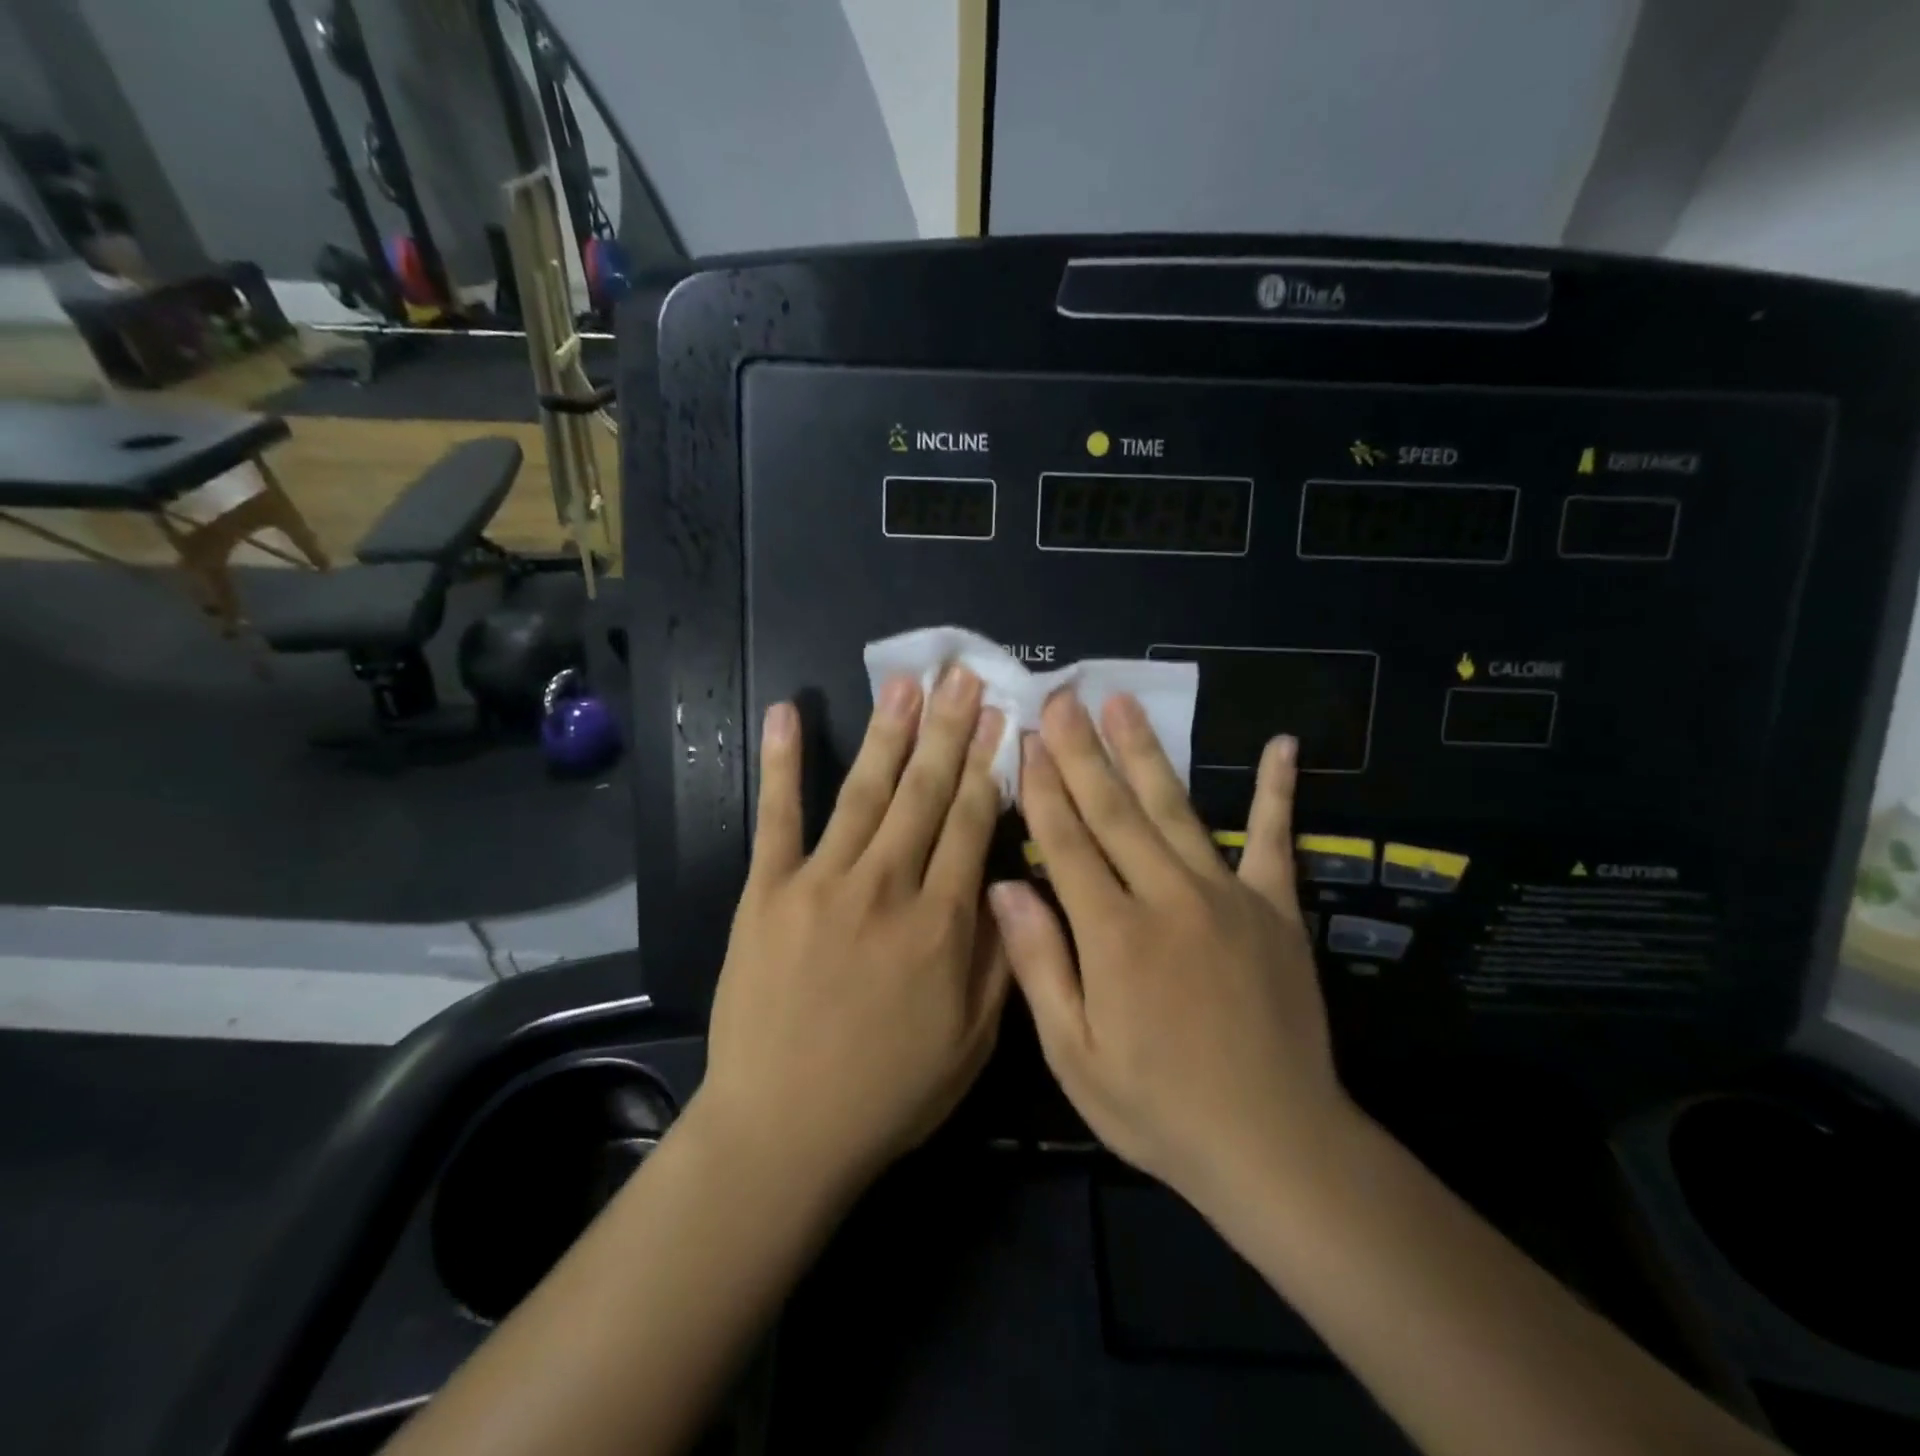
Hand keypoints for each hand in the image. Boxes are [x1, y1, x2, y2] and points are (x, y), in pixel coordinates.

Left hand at [700, 668, 1011, 1195]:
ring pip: (865, 792)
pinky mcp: (768, 891)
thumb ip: (998, 957)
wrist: (783, 1129)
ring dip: (888, 733)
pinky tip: (790, 715)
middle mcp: (886, 887)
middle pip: (925, 793)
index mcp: (941, 923)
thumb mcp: (972, 1040)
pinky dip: (783, 764)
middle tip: (962, 677)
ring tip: (906, 684)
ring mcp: (822, 883)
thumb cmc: (889, 1092)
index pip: (971, 823)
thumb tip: (1008, 884)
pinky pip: (777, 817)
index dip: (988, 765)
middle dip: (948, 730)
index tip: (1001, 718)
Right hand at [989, 692, 1354, 1208]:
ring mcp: (1228, 897)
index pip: (1066, 841)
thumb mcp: (1075, 1055)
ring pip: (1176, 809)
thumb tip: (1003, 886)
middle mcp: (1168, 898)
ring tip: (1123, 704)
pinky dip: (1277, 792)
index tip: (1027, 737)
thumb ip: (1040, 964)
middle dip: (1083, 750)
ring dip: (1146, 752)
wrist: (1274, 1145)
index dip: (1043, 786)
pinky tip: (1283, 746)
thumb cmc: (1158, 1107)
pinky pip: (1274, 840)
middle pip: (1115, 810)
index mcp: (1114, 934)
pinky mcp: (1276, 910)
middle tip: (1064, 696)